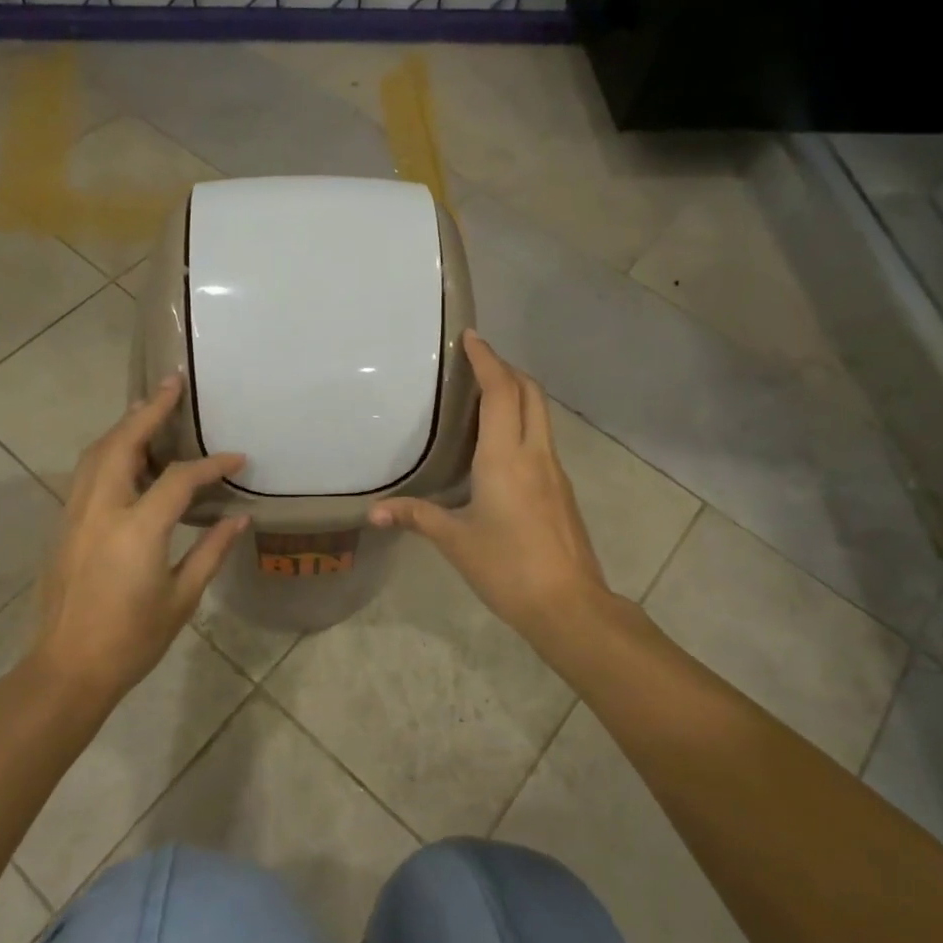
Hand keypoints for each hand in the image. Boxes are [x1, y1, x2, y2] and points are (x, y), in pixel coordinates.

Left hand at [33, 375, 248, 698]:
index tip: (237, 458)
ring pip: (95, 454)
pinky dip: (107, 451)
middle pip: (122, 443)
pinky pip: (86, 473)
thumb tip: (239, 518)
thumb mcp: (181, 598)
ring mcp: (75, 515)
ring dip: (123, 426)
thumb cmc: (132, 640)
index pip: (178, 479)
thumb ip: (210, 551)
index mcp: (136, 530)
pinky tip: (125, 455)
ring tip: (147, 408)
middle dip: (148, 411)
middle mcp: (101, 510)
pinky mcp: (64, 525)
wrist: (67, 670)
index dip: (211, 464)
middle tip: (171, 384)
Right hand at [371, 331, 609, 644]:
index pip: (500, 392)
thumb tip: (374, 513)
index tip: (471, 337)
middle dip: (507, 368)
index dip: (487, 359)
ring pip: (540, 415)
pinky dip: (523, 422)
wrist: (569, 605)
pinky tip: (500, 445)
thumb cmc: (507, 567)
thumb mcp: (455, 541)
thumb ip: (415, 517)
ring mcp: (554, 471)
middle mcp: (535, 454)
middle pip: (530, 393)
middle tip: (477, 362)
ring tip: (485, 395)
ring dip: (517, 394)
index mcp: (506, 458)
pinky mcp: (561, 490)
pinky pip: (542, 439)